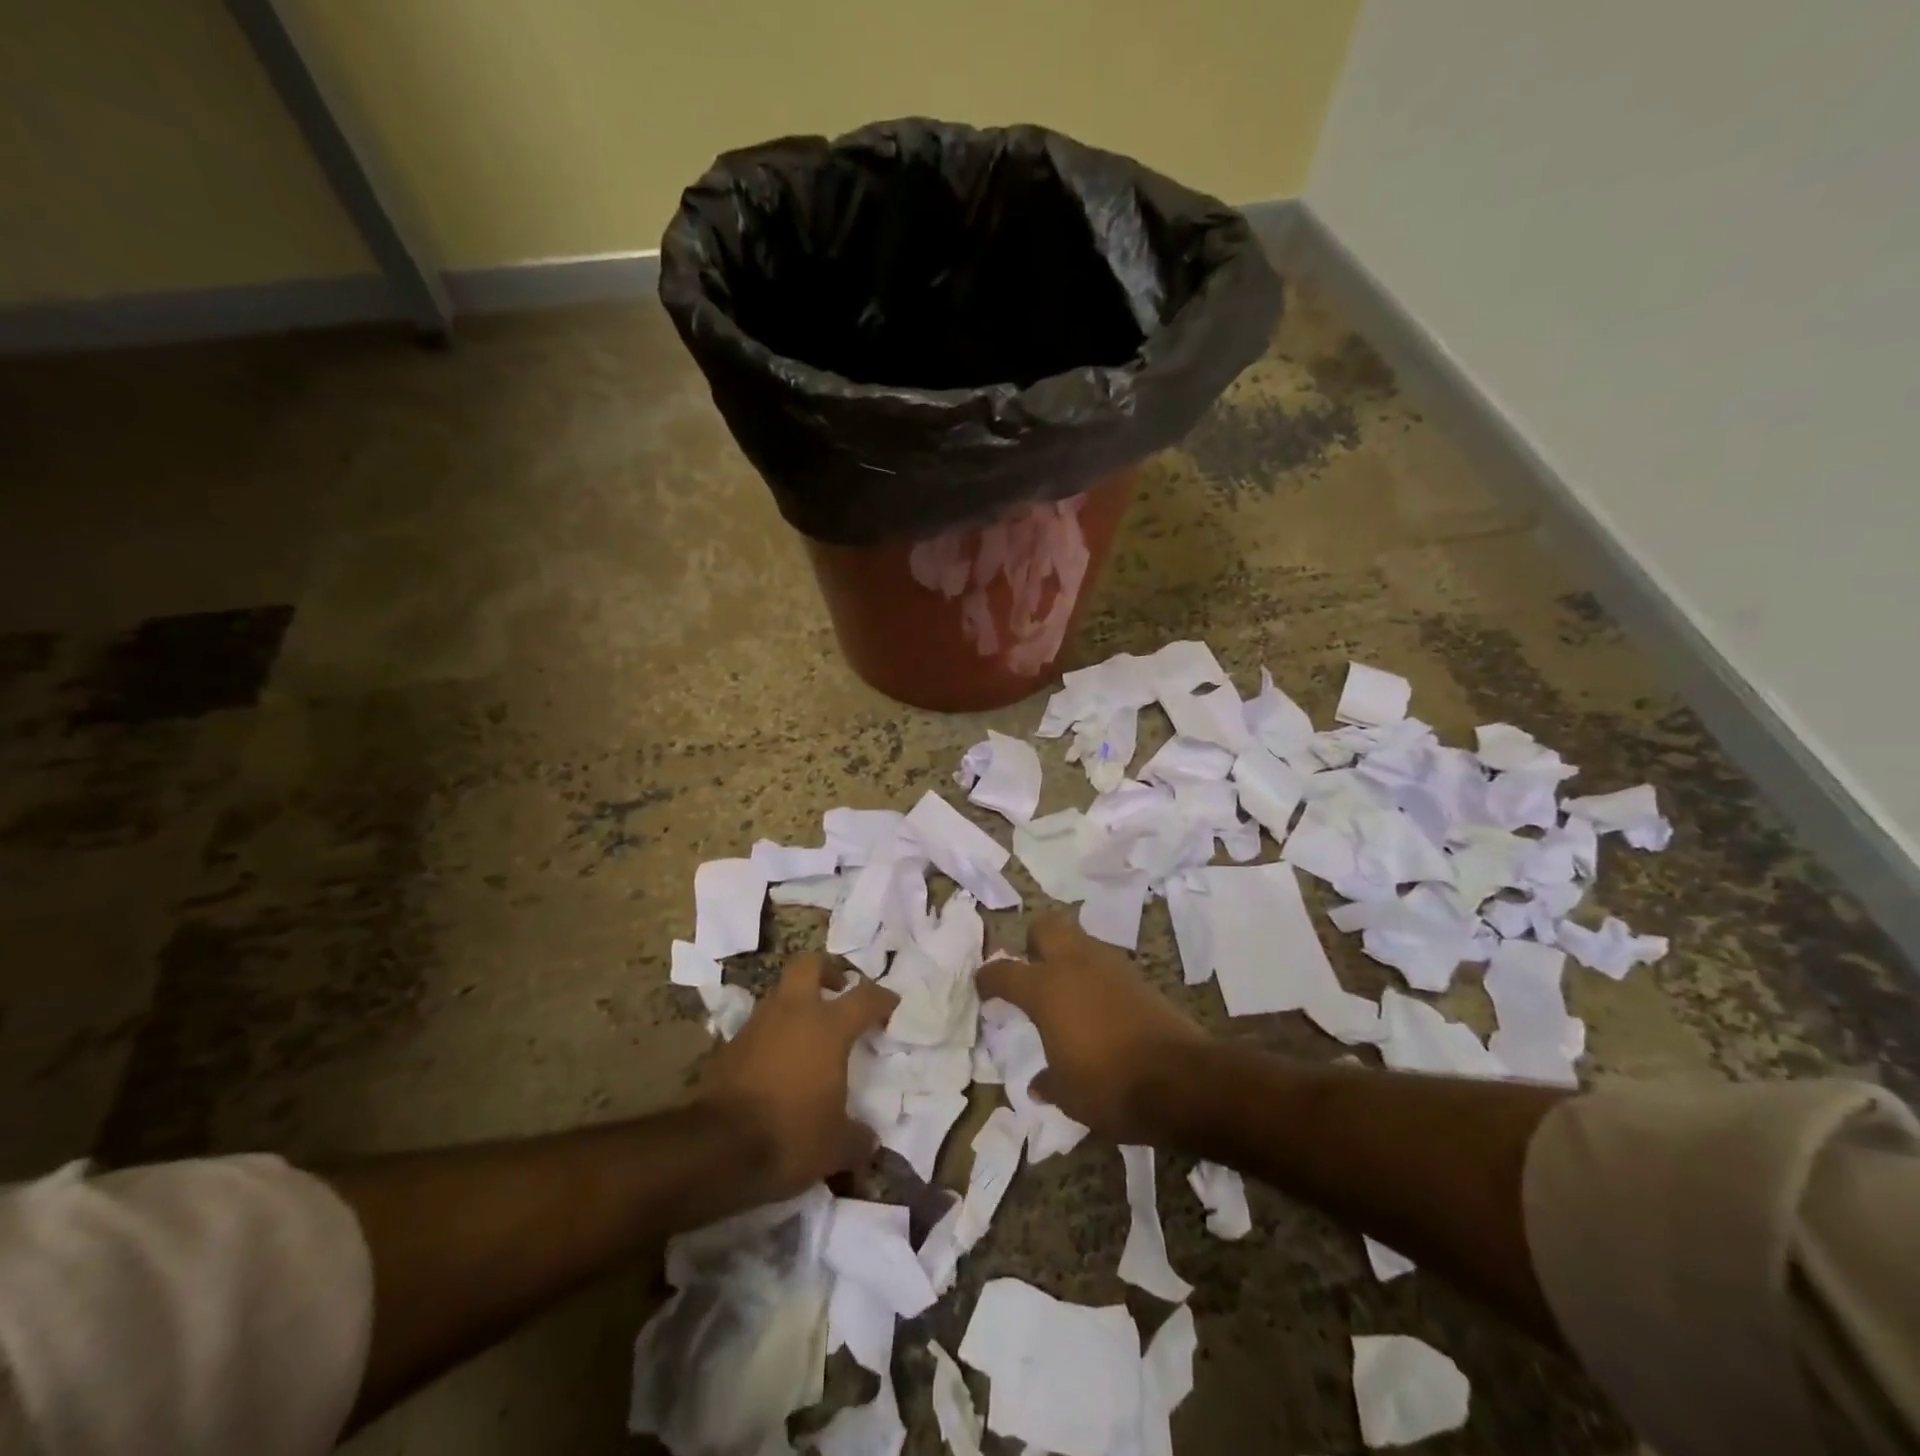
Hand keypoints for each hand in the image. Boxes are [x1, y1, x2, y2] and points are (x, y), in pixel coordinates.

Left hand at [697, 954, 896, 1200]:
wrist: (716, 1150)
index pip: (865, 997)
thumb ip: (858, 1138)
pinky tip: (778, 1063)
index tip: (892, 1006)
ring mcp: (757, 1026)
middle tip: (838, 988)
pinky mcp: (729, 1046)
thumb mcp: (836, 1146)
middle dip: (826, 969)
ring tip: (808, 1033)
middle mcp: (793, 1013)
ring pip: (780, 994)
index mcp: (828, 1027)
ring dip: (796, 1003)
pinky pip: (759, 1027)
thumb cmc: (790, 1135)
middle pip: (808, 964)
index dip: (882, 999)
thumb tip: (869, 1141)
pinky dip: (772, 1035)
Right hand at [977, 913, 1207, 1142]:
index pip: (1005, 972)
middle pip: (1047, 927)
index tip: (984, 987)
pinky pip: (1106, 965)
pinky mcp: (1139, 978)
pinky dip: (1096, 977)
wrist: (1182, 1080)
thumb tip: (1039, 1084)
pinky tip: (1098, 1007)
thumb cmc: (1110, 1086)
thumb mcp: (1068, 1095)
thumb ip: (1049, 1082)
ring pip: (1080, 940)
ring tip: (1066, 992)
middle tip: (1031, 970)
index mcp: (1045, 989)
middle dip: (1034, 942)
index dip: (989, 978)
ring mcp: (1111, 967)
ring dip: (1068, 957)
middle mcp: (1075, 965)